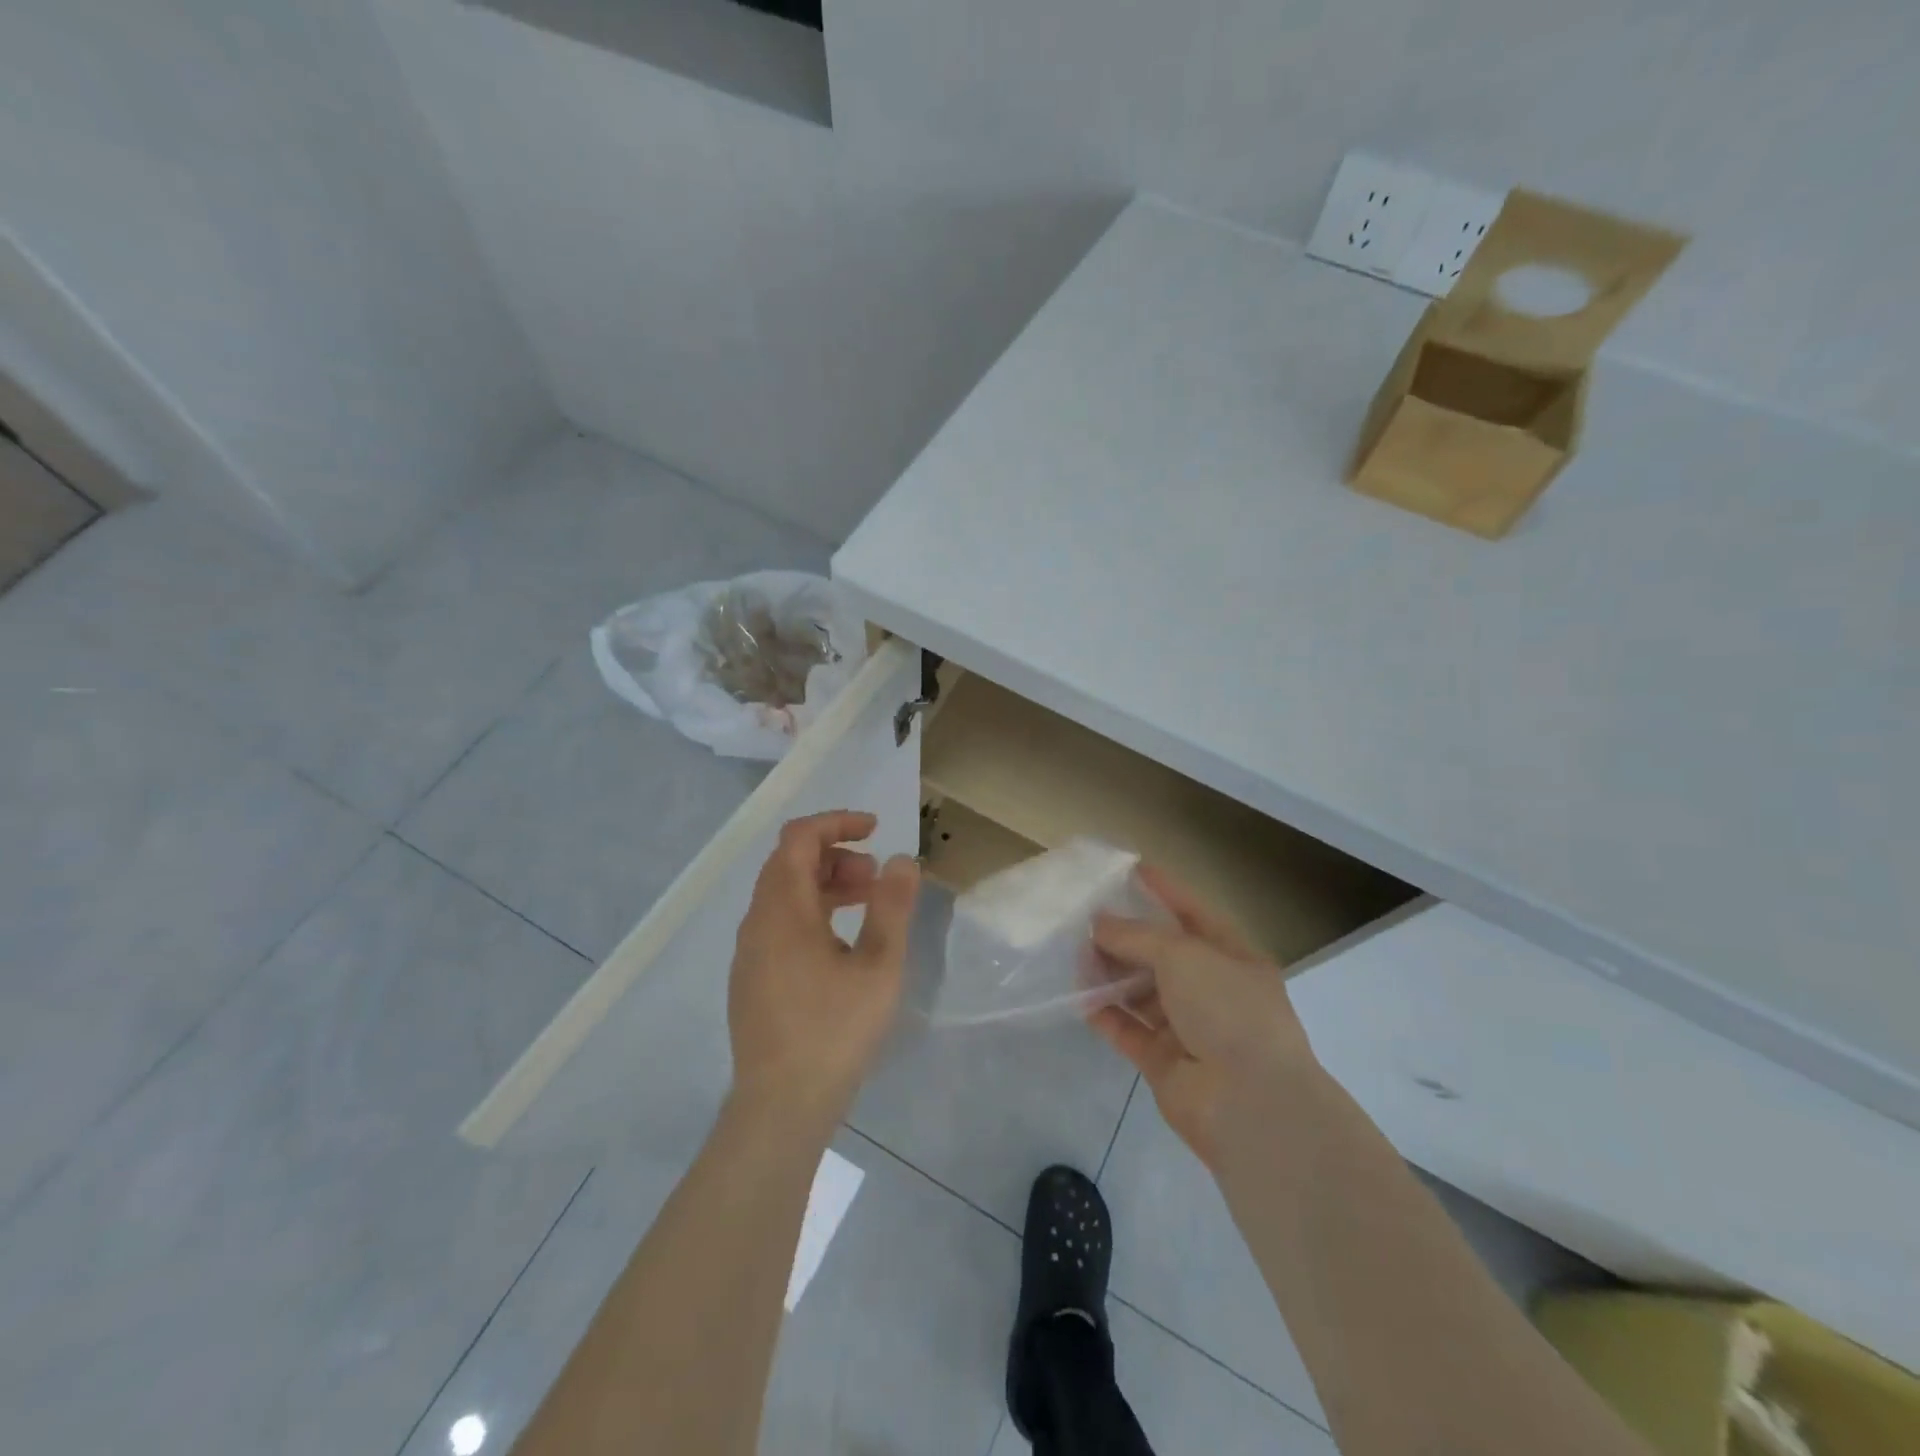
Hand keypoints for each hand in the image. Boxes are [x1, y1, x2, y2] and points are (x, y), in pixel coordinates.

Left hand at [727, 810, 920, 1131]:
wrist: (781, 1106)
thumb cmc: (835, 1030)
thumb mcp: (878, 966)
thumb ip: (891, 907)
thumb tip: (901, 860)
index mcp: (783, 910)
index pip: (799, 838)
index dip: (837, 822)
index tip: (875, 829)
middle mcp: (757, 922)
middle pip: (789, 863)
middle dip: (835, 855)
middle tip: (876, 877)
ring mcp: (750, 953)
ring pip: (783, 895)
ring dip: (824, 884)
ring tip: (866, 904)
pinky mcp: (751, 979)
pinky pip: (778, 923)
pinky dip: (810, 912)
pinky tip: (840, 945)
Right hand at [1089, 866, 1319, 1169]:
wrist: (1249, 1104)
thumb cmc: (1227, 1010)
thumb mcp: (1183, 955)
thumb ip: (1136, 936)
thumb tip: (1098, 923)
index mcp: (1234, 958)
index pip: (1194, 913)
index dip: (1165, 890)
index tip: (1131, 869)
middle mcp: (1213, 991)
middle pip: (1162, 955)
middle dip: (1127, 936)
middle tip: (1086, 918)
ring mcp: (1189, 1029)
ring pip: (1141, 991)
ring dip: (1111, 974)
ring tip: (1075, 954)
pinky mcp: (1163, 1061)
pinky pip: (1128, 1029)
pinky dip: (1105, 1013)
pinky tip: (1077, 996)